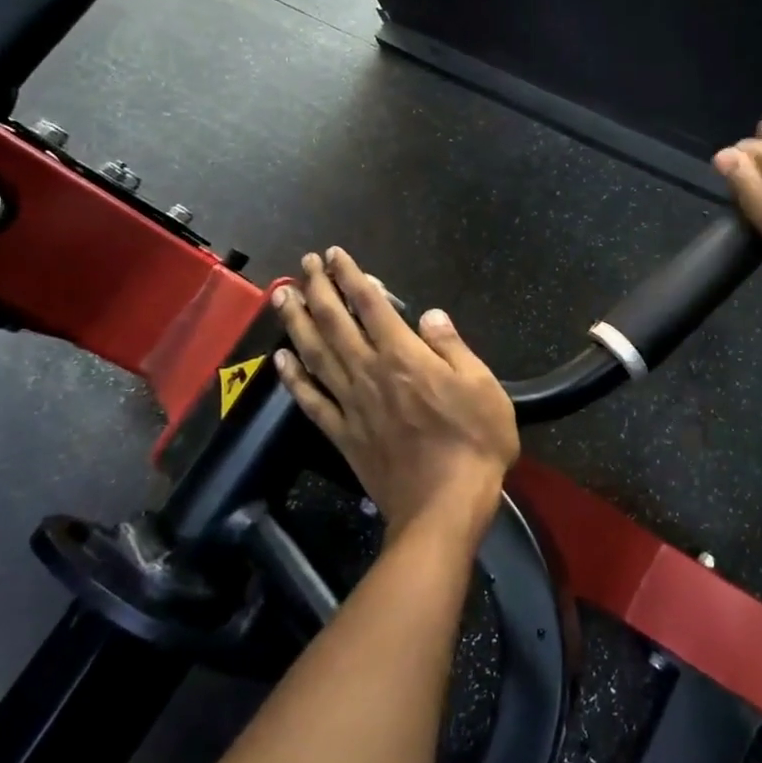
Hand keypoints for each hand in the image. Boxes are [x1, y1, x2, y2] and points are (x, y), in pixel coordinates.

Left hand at [271, 247, 517, 549]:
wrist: (443, 507)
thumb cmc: (474, 442)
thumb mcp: (482, 386)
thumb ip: (451, 347)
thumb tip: (429, 315)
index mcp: (405, 357)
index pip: (371, 305)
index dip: (352, 276)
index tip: (336, 255)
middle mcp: (370, 372)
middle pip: (335, 322)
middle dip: (318, 288)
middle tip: (304, 263)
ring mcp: (351, 404)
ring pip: (315, 354)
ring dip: (296, 322)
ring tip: (281, 296)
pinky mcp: (343, 434)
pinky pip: (311, 400)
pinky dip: (293, 378)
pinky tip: (280, 360)